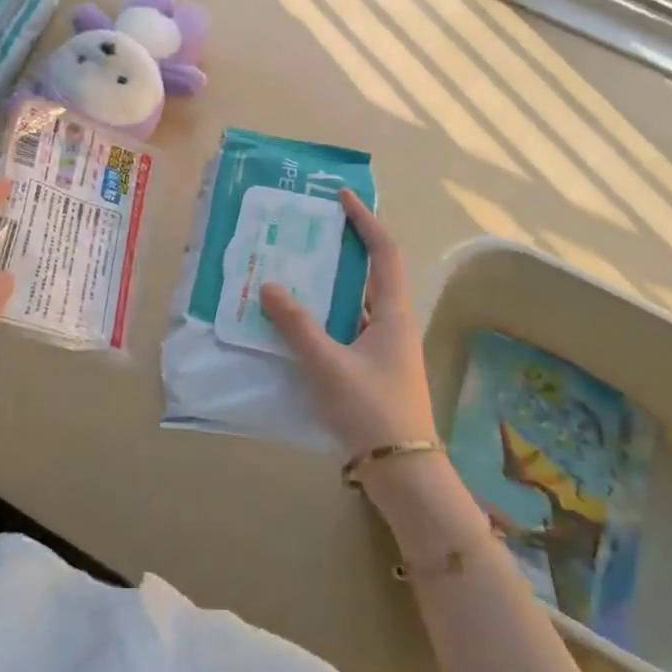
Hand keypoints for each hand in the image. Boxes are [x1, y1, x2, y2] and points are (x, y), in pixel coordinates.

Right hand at [260, 190, 436, 458]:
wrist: (403, 474)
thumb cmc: (372, 411)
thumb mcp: (329, 365)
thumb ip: (297, 325)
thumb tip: (268, 285)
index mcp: (393, 314)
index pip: (384, 252)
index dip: (366, 221)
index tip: (343, 198)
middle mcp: (393, 324)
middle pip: (372, 273)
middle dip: (344, 247)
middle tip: (309, 231)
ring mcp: (385, 349)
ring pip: (358, 302)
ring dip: (332, 283)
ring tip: (296, 269)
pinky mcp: (373, 370)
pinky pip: (348, 327)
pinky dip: (327, 315)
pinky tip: (298, 321)